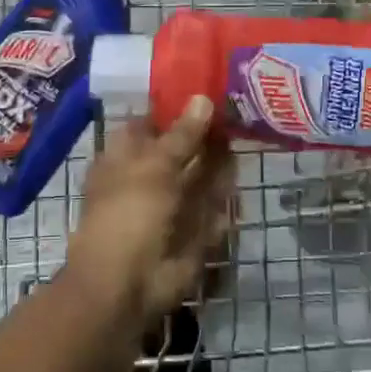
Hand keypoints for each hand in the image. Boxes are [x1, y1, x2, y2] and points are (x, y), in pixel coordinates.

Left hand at [70, 97, 237, 325]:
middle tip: (239, 110)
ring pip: (200, 178)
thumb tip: (202, 98)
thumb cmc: (128, 213)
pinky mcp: (191, 232)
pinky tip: (239, 187)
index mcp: (126, 156)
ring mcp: (171, 206)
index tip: (209, 86)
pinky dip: (224, 202)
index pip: (152, 122)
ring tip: (245, 139)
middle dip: (206, 135)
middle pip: (181, 149)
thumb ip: (182, 134)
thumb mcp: (155, 165)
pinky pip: (212, 211)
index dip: (177, 106)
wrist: (125, 285)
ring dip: (219, 164)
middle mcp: (148, 177)